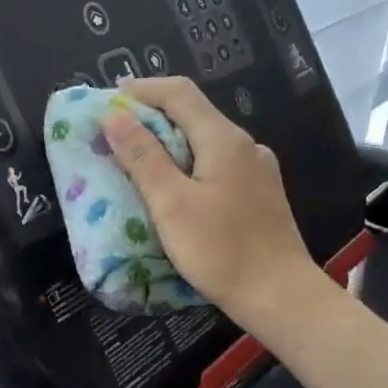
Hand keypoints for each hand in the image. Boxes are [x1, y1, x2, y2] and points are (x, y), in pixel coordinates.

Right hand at [101, 76, 325, 329]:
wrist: (280, 296)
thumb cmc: (221, 250)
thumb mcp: (171, 204)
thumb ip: (142, 157)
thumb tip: (114, 116)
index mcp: (223, 139)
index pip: (179, 93)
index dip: (141, 90)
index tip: (107, 101)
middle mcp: (244, 145)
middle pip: (193, 114)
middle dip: (151, 116)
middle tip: (114, 133)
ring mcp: (256, 170)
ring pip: (204, 142)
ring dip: (168, 143)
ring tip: (136, 161)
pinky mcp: (258, 195)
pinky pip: (215, 165)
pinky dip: (187, 165)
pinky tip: (173, 189)